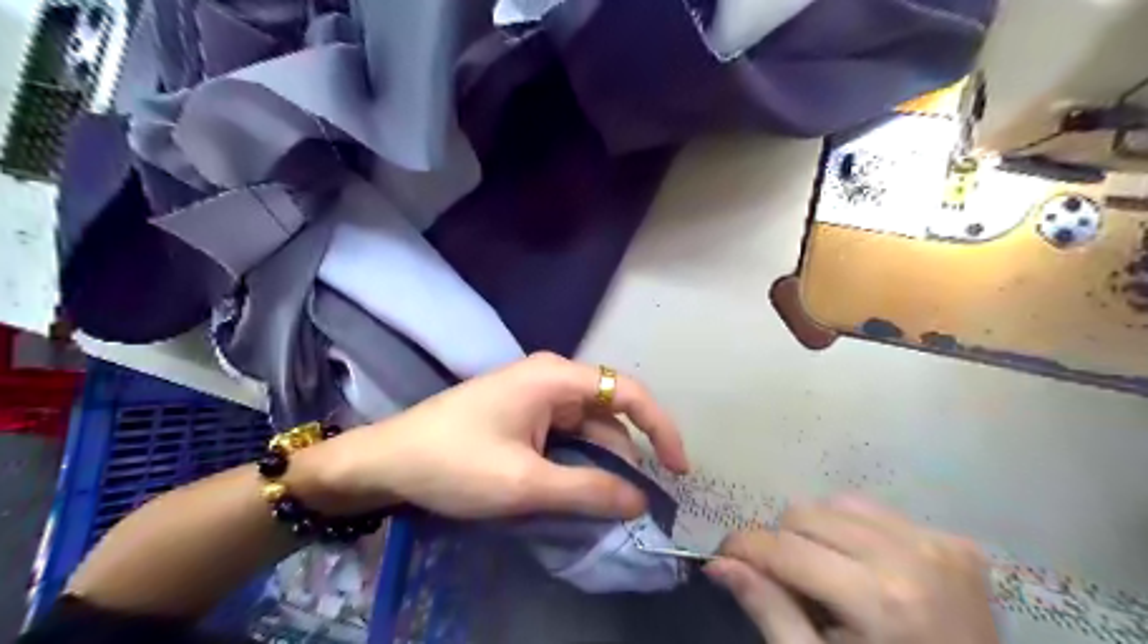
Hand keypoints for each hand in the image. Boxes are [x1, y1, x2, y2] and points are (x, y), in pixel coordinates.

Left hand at [298, 355, 690, 520]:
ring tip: (609, 505)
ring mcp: (536, 395)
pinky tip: (579, 490)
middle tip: (638, 503)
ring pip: (588, 428)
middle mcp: (552, 378)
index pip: (628, 393)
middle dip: (628, 456)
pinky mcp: (523, 414)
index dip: (661, 428)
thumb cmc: (454, 463)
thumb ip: (589, 490)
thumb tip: (640, 501)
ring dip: (602, 464)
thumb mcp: (526, 482)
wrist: (387, 460)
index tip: (677, 470)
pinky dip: (578, 462)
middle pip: (610, 413)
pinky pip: (565, 436)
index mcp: (556, 378)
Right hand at [704, 495, 1000, 641]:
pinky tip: (863, 568)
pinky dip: (853, 531)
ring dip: (816, 531)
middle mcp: (911, 557)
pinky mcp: (956, 542)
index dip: (743, 547)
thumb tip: (718, 563)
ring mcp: (940, 544)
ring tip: (825, 573)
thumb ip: (768, 611)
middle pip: (806, 513)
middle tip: (783, 580)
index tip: (723, 557)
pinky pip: (875, 512)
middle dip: (781, 542)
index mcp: (880, 601)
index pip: (785, 548)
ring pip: (837, 503)